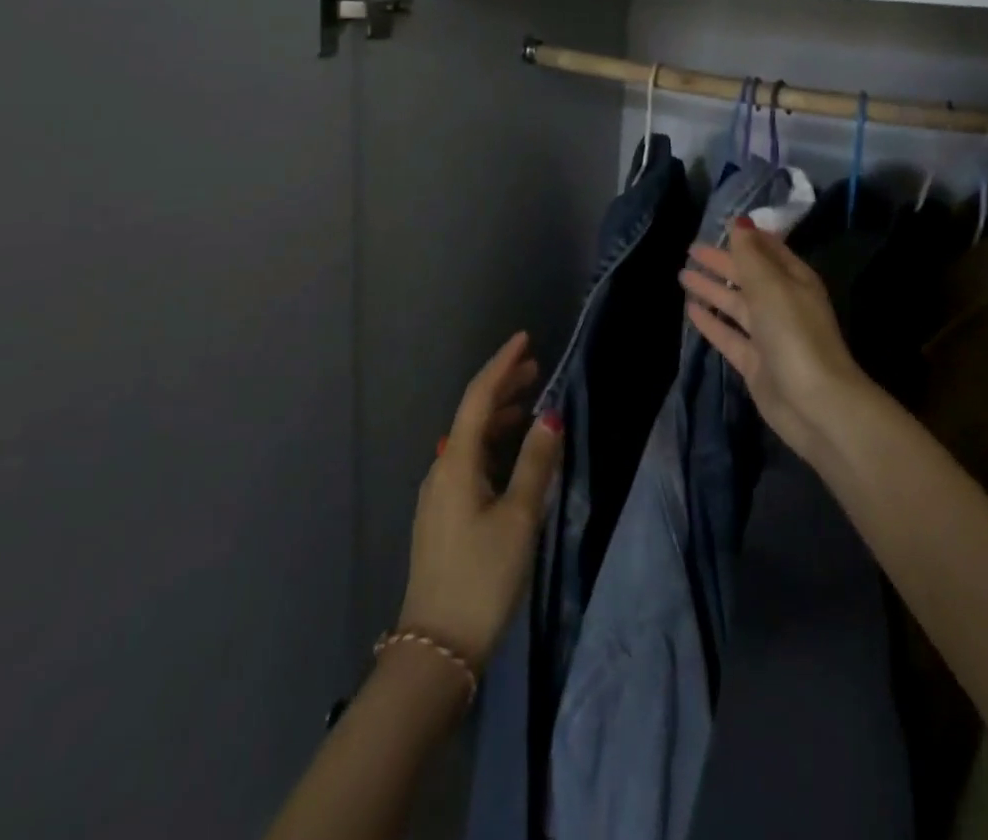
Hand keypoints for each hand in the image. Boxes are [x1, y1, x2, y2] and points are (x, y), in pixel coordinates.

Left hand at [396, 332, 563, 671]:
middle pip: (473, 415)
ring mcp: (439, 494)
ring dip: (500, 416)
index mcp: (456, 462)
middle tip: (535, 368)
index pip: (479, 397)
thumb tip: (550, 416)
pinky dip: (494, 444)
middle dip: (503, 387)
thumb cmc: (482, 577)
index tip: (524, 339)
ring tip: (530, 403)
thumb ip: (536, 463)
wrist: (436, 649)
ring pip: (471, 439)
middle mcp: (442, 468)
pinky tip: (513, 452)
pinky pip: (471, 461)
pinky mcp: (444, 515)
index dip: (502, 365)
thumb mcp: (519, 519)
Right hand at [679, 221, 870, 461]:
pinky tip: (691, 310)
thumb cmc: (794, 334)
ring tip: (682, 275)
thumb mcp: (771, 286)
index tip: (721, 224)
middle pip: (747, 276)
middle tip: (691, 249)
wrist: (815, 403)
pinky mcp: (754, 362)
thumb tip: (739, 222)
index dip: (746, 237)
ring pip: (735, 305)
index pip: (768, 250)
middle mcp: (782, 303)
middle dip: (722, 262)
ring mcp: (768, 335)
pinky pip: (728, 334)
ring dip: (712, 289)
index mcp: (794, 280)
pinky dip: (710, 321)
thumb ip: (750, 255)